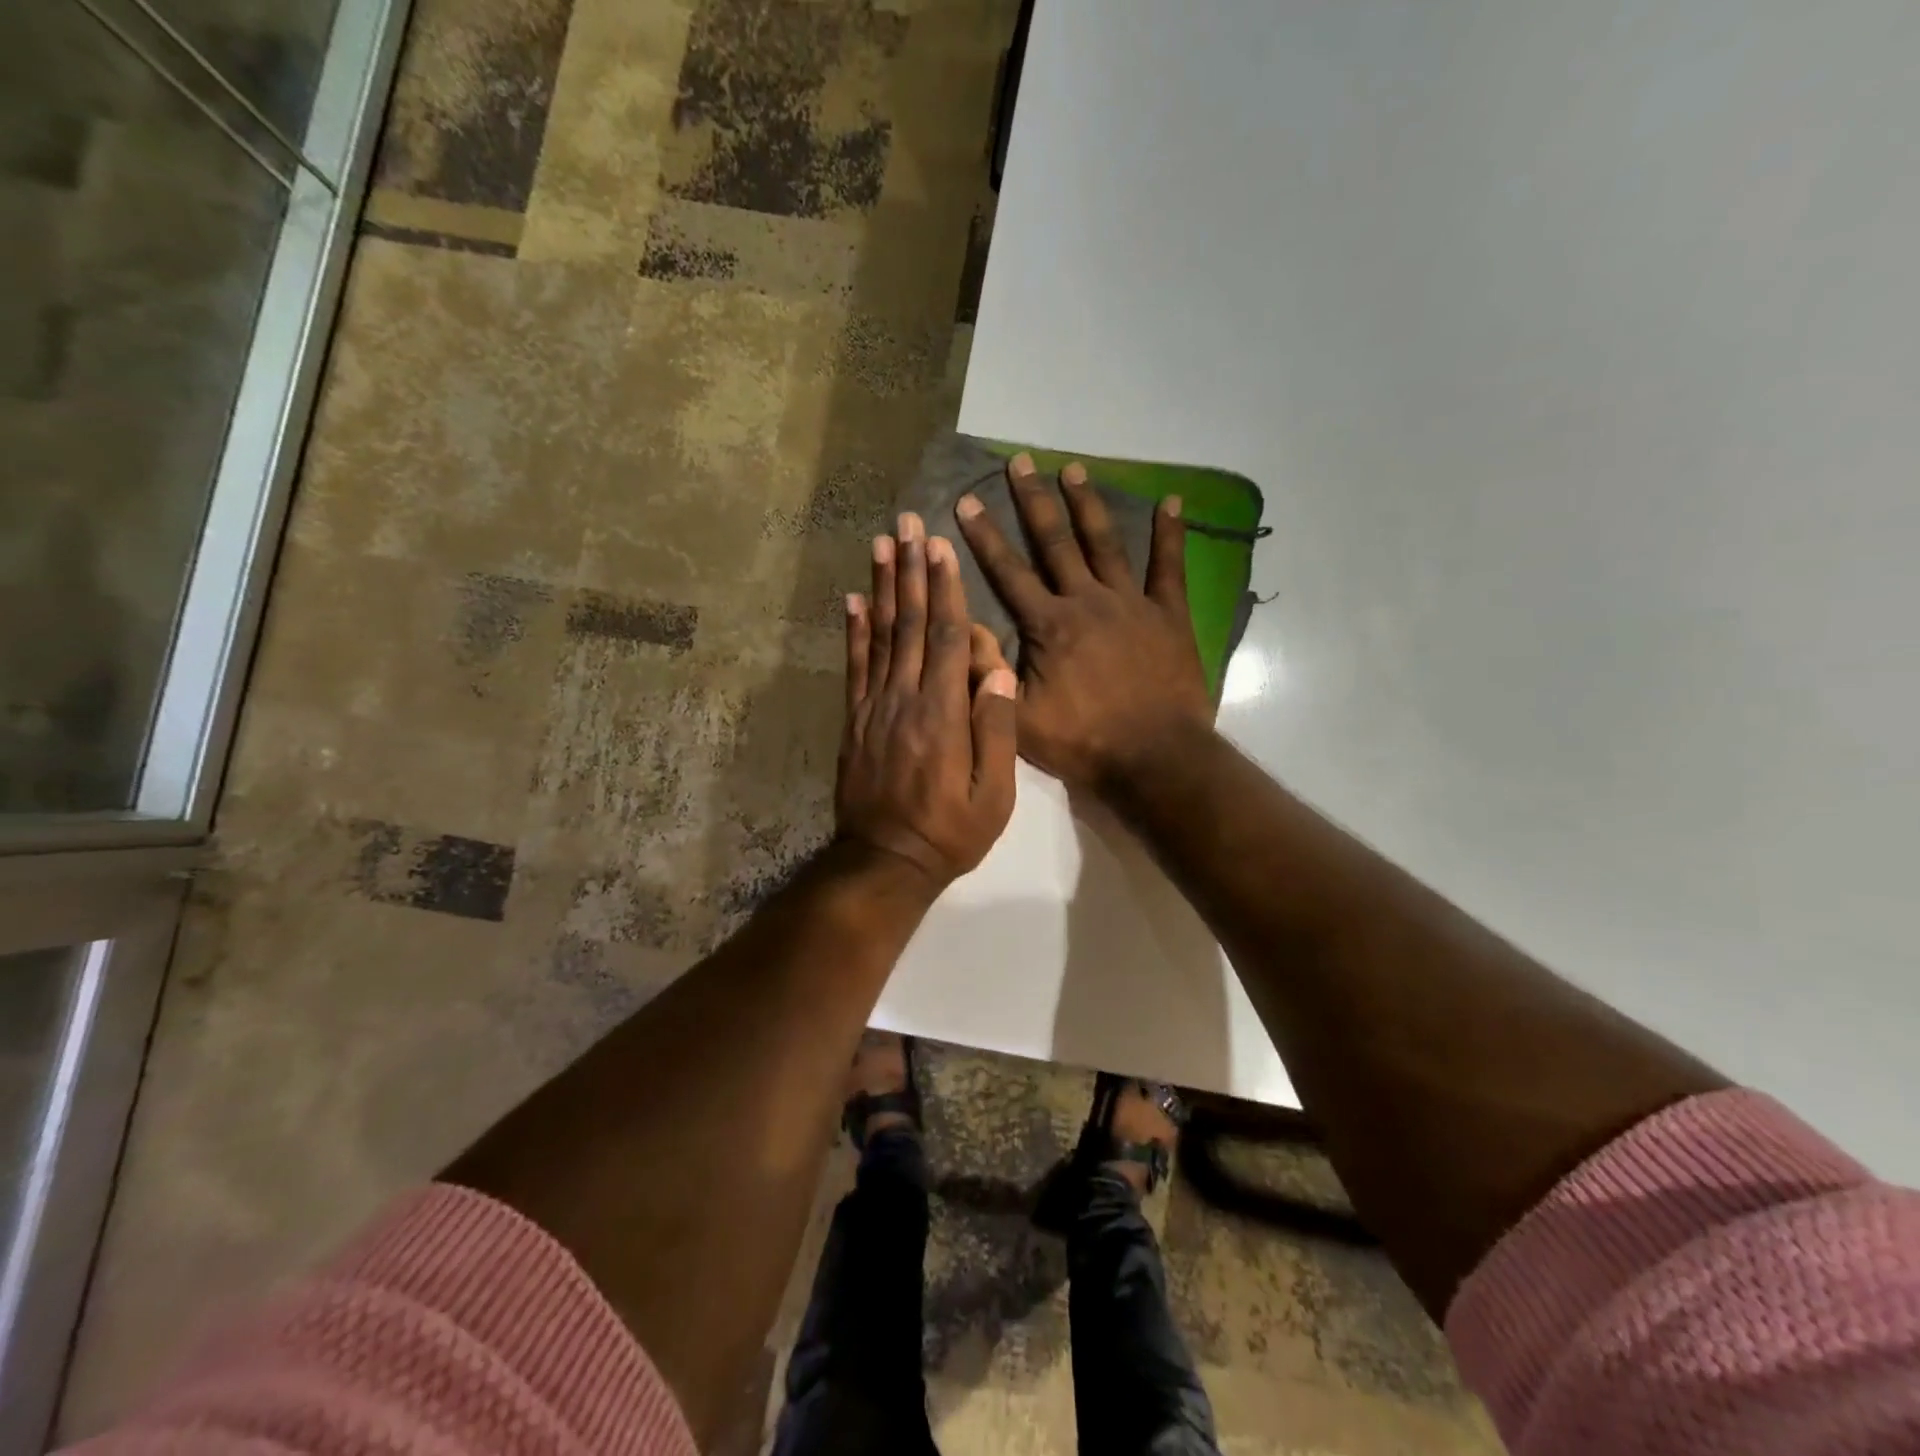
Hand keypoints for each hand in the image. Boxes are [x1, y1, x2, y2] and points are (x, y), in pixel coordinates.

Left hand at [836, 511, 1018, 889]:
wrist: (886, 861)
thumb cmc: (951, 831)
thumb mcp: (995, 793)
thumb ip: (997, 727)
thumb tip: (999, 667)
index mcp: (943, 712)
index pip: (945, 636)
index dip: (944, 588)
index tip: (940, 546)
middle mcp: (904, 698)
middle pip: (908, 623)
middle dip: (910, 570)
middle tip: (907, 523)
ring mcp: (873, 707)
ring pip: (879, 635)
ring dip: (880, 587)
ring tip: (880, 544)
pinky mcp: (854, 720)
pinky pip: (854, 666)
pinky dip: (852, 631)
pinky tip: (851, 600)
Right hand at [953, 454, 1212, 795]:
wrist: (1154, 757)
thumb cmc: (1083, 741)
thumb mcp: (1020, 718)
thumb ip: (989, 674)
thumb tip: (962, 630)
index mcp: (1049, 625)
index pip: (1008, 572)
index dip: (984, 536)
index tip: (967, 500)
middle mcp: (1087, 601)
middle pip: (1054, 543)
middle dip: (1033, 501)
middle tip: (1020, 463)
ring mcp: (1131, 603)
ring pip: (1105, 543)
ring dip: (1087, 505)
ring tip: (1072, 469)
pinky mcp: (1169, 615)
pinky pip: (1170, 567)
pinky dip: (1170, 534)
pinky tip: (1171, 502)